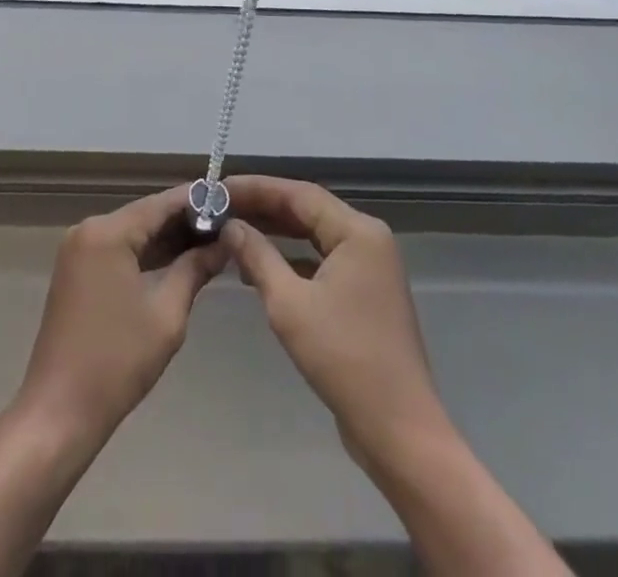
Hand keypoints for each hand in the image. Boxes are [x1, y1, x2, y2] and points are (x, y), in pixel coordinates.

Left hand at [13, 184, 230, 446]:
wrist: (59, 412)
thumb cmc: (117, 361)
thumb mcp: (167, 314)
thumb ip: (195, 269)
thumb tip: (224, 243)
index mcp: (108, 232)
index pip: (161, 203)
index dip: (197, 200)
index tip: (232, 199)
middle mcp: (89, 229)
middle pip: (145, 215)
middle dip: (185, 221)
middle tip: (228, 225)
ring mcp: (79, 249)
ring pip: (133, 232)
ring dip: (167, 239)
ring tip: (212, 242)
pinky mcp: (77, 270)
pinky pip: (118, 250)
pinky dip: (146, 255)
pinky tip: (178, 261)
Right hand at [223, 175, 448, 469]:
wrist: (398, 430)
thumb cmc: (343, 358)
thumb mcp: (289, 304)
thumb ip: (257, 256)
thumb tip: (230, 226)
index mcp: (357, 231)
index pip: (299, 194)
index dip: (256, 188)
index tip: (219, 189)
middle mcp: (367, 239)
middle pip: (307, 211)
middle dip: (263, 209)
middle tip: (220, 209)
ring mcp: (369, 267)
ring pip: (313, 236)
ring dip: (274, 235)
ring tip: (232, 233)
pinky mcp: (363, 293)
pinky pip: (321, 261)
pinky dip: (290, 261)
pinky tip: (258, 269)